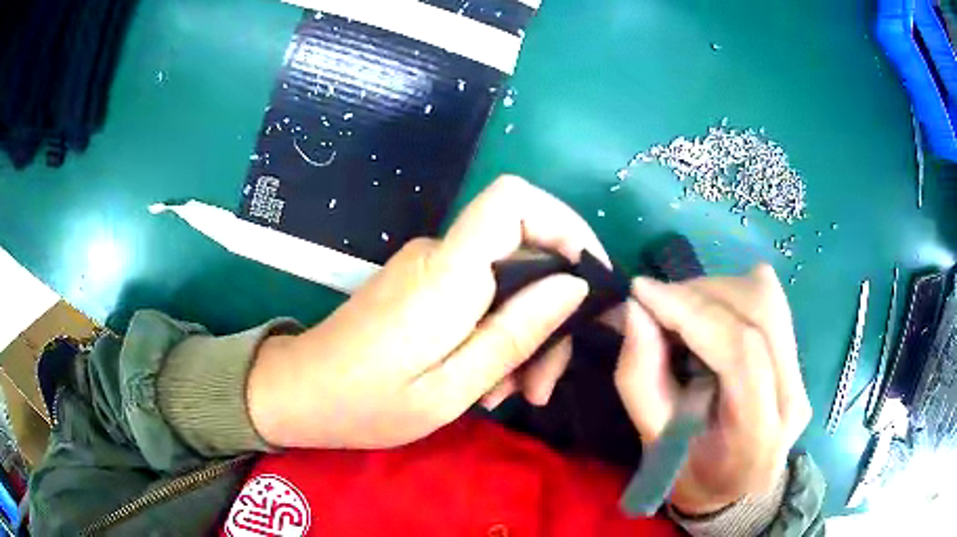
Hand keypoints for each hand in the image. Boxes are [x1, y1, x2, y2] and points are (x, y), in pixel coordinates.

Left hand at [248, 176, 608, 448]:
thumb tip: (573, 285)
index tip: (590, 280)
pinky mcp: (422, 286)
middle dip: (550, 313)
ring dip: (522, 335)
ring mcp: (429, 269)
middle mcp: (440, 255)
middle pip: (523, 252)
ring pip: (505, 282)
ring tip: (509, 394)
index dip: (564, 223)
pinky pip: (479, 296)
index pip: (514, 199)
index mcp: (448, 273)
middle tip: (541, 384)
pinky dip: (496, 335)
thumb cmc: (366, 403)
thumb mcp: (451, 388)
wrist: (300, 394)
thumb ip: (514, 333)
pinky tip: (487, 383)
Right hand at [614, 265, 810, 514]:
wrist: (733, 489)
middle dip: (700, 295)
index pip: (740, 352)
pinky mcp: (798, 361)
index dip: (691, 312)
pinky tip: (710, 314)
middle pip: (759, 312)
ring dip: (715, 291)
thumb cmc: (688, 475)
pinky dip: (731, 295)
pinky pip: (770, 304)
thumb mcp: (653, 441)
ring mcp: (801, 377)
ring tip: (681, 309)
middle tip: (657, 303)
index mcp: (757, 434)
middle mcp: (792, 398)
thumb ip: (641, 377)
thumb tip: (635, 309)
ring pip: (767, 299)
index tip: (641, 292)